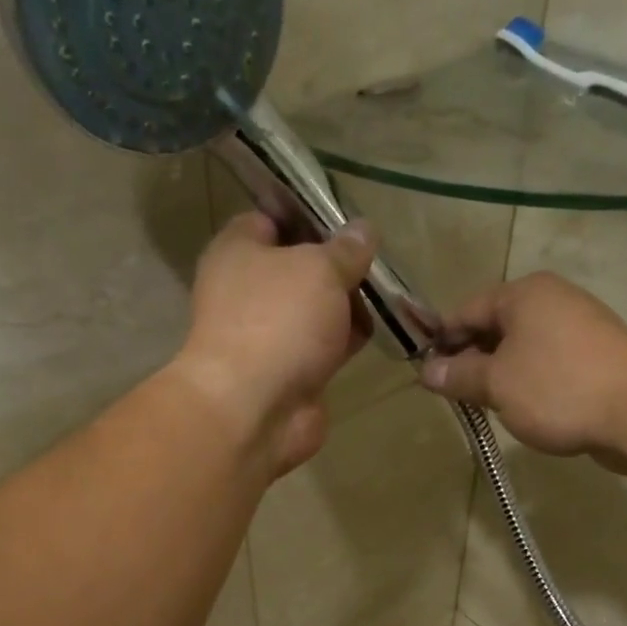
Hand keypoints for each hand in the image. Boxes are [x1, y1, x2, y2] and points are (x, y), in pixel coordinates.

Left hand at [169, 210, 375, 475]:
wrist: (255, 409)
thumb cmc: (278, 321)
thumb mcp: (320, 269)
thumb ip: (346, 249)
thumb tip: (364, 230)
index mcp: (238, 251)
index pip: (272, 218)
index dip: (310, 216)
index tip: (350, 219)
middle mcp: (247, 290)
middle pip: (299, 267)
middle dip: (338, 266)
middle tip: (378, 261)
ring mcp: (268, 335)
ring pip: (314, 310)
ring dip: (347, 306)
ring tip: (388, 296)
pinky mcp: (290, 371)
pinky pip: (323, 346)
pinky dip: (346, 341)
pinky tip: (376, 332)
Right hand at [419, 272, 626, 473]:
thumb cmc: (557, 387)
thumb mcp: (497, 383)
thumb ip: (459, 375)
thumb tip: (427, 370)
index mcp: (524, 294)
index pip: (466, 310)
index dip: (441, 340)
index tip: (425, 373)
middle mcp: (552, 301)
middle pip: (496, 327)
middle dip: (471, 360)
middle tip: (453, 395)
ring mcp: (578, 329)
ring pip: (522, 349)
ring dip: (500, 375)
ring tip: (484, 407)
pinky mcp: (596, 359)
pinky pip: (547, 366)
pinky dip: (529, 384)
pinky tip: (522, 411)